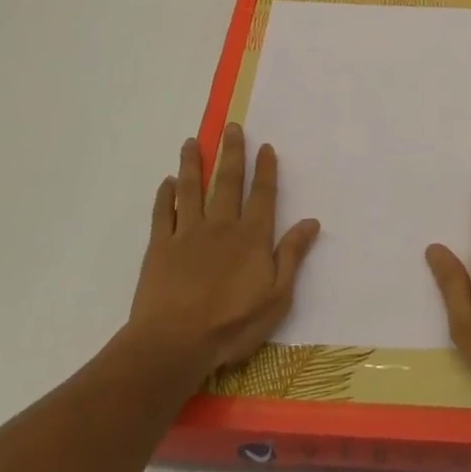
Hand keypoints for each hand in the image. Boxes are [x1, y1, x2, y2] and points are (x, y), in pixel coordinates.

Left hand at [124, 124, 320, 375]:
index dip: (265, 169)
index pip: (262, 195)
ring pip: (191, 189)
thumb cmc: (231, 325)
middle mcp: (221, 226)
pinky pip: (163, 214)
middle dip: (231, 153)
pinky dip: (165, 196)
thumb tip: (311, 222)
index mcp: (251, 237)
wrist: (173, 344)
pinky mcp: (160, 247)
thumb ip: (292, 256)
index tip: (265, 146)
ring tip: (192, 142)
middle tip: (231, 127)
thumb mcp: (276, 298)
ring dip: (192, 164)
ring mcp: (187, 234)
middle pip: (227, 182)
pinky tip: (167, 182)